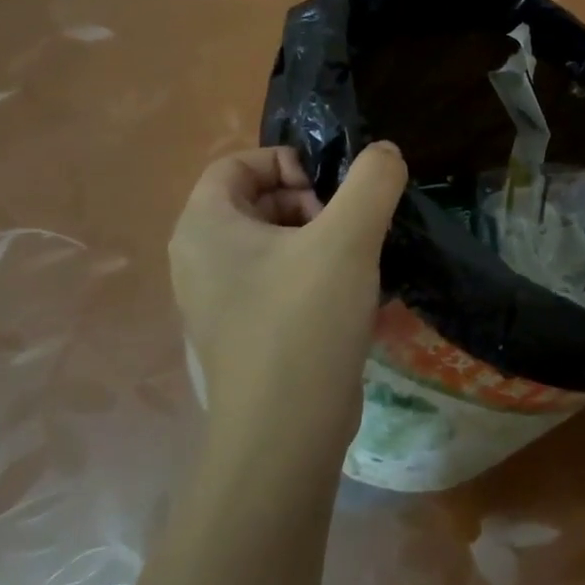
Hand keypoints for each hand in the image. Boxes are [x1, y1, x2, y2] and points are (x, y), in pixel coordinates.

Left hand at [168, 143, 407, 458]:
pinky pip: (275, 280)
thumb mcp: (348, 238)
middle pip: (255, 200)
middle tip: (343, 230)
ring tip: (351, 264)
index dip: (286, 163)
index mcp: (204, 228)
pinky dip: (310, 274)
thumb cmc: (305, 321)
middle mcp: (198, 261)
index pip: (236, 164)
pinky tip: (346, 297)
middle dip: (307, 202)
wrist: (286, 432)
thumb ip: (372, 181)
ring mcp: (217, 302)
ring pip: (270, 242)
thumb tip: (385, 153)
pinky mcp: (242, 333)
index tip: (328, 193)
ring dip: (316, 239)